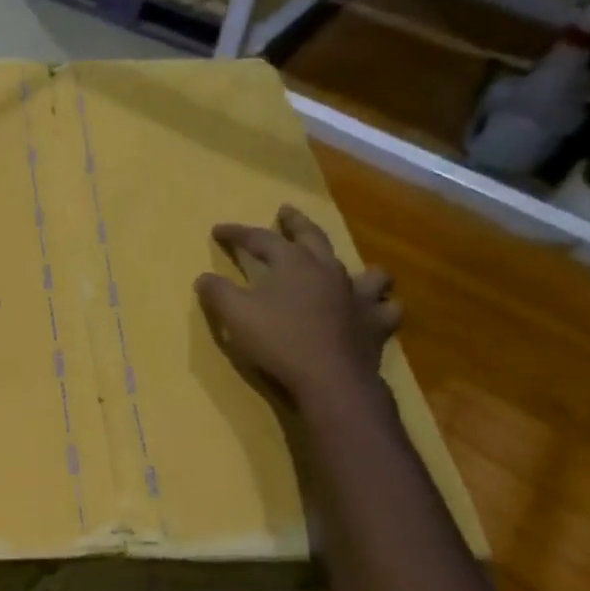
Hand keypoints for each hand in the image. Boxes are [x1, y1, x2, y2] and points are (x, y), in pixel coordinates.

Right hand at [195, 205, 400, 407]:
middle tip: (286, 211)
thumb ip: (218, 293)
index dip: (238, 233)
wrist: (330, 379)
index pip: (261, 239)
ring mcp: (358, 296)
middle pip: (313, 237)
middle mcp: (329, 271)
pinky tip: (374, 310)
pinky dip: (380, 306)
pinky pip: (386, 308)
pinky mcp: (376, 324)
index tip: (219, 231)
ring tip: (348, 270)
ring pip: (366, 271)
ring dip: (357, 267)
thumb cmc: (279, 342)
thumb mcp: (235, 316)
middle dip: (296, 223)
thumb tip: (203, 278)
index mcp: (293, 264)